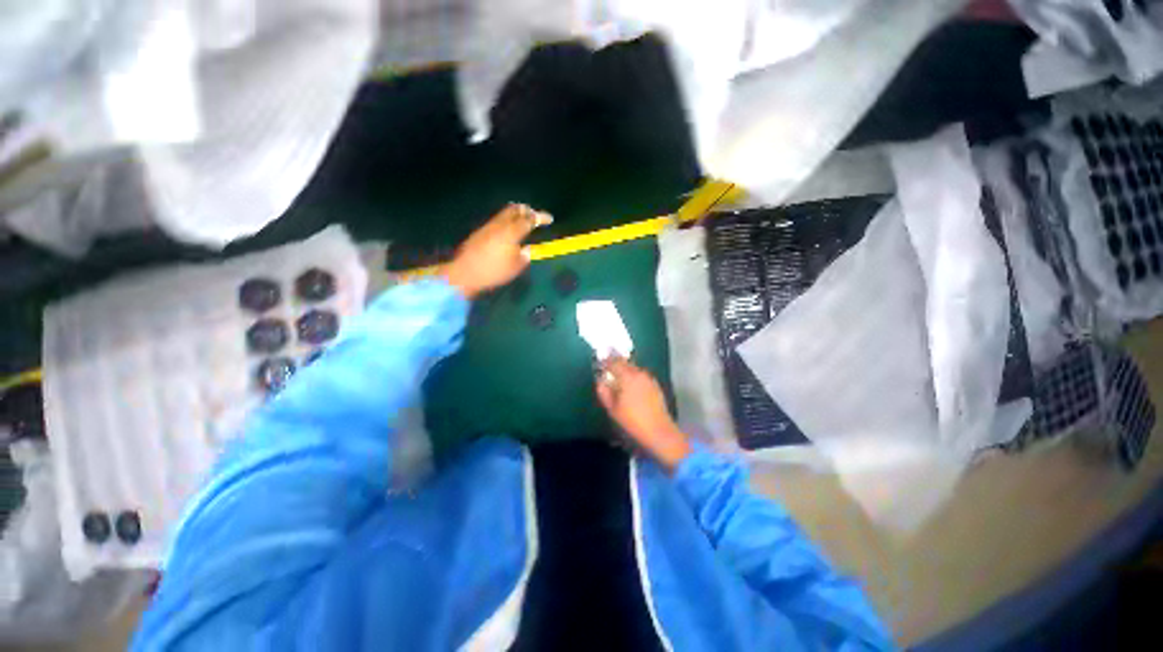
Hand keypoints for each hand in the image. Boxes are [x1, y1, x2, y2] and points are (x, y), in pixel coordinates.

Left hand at [444, 203, 552, 298]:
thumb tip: (526, 249)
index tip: (549, 219)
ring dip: (516, 214)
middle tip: (535, 215)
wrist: (465, 274)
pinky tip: (508, 230)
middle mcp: (499, 225)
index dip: (540, 218)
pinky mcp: (480, 232)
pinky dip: (506, 220)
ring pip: (504, 213)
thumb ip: (524, 256)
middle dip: (527, 210)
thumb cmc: (493, 272)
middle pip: (515, 210)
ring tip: (523, 220)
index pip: (529, 220)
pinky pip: (497, 220)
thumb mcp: (515, 268)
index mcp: (511, 233)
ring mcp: (488, 227)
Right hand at [596, 357, 691, 470]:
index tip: (601, 362)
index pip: (614, 363)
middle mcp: (639, 373)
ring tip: (620, 378)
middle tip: (609, 368)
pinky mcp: (655, 385)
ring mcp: (649, 379)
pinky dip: (635, 377)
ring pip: (635, 369)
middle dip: (617, 363)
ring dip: (626, 370)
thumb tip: (600, 382)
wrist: (658, 430)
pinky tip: (632, 387)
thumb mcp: (613, 409)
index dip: (606, 361)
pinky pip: (642, 376)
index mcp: (627, 377)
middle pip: (625, 363)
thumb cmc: (632, 420)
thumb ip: (604, 392)